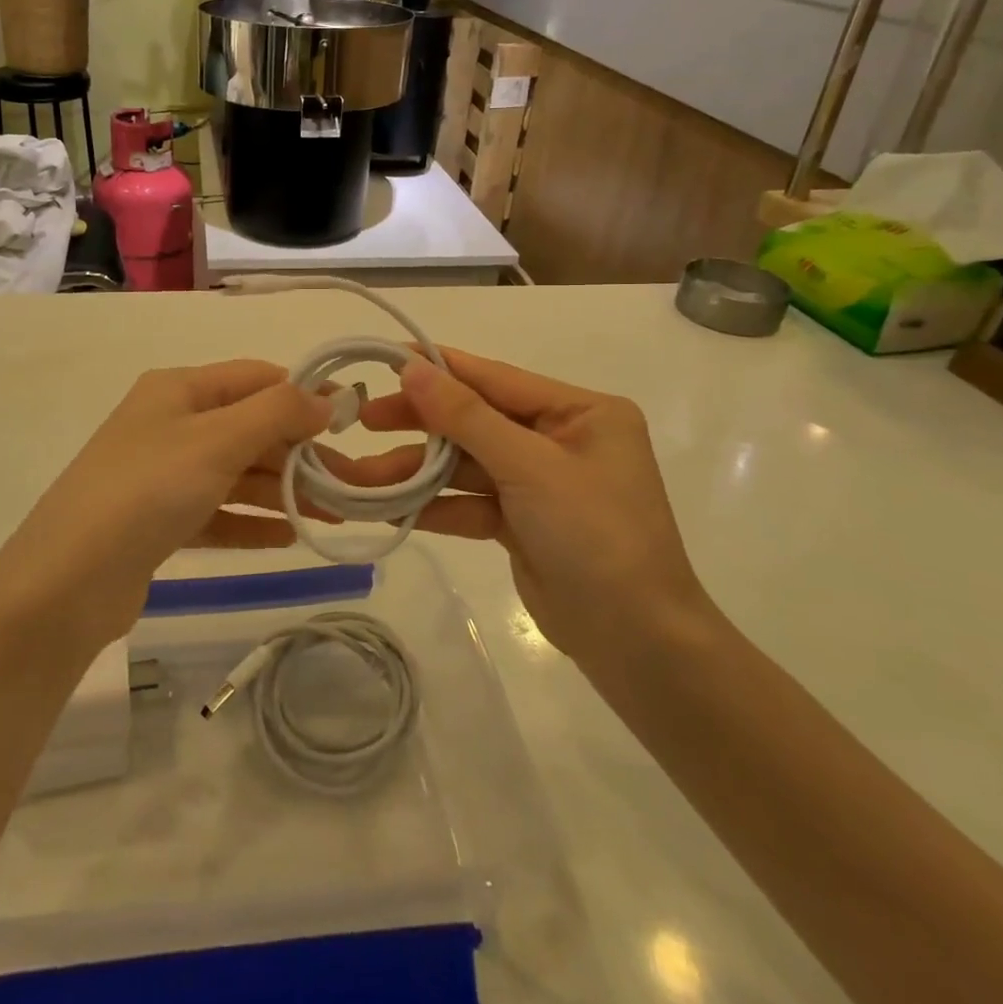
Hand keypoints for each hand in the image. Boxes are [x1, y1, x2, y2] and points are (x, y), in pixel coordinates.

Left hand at [0, 361, 330, 643]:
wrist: (65, 582)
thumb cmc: (147, 491)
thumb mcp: (217, 440)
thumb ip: (277, 413)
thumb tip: (325, 399)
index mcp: (179, 389)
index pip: (256, 378)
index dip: (304, 394)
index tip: (351, 422)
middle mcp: (171, 424)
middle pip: (250, 428)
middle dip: (300, 452)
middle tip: (350, 484)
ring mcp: (163, 474)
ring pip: (237, 474)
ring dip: (283, 491)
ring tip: (333, 515)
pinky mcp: (159, 522)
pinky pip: (218, 513)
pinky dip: (252, 522)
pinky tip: (288, 537)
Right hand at [343, 348, 709, 667]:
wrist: (637, 643)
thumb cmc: (595, 535)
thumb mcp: (530, 467)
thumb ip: (466, 416)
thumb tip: (413, 368)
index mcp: (581, 412)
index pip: (498, 379)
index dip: (441, 368)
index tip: (387, 360)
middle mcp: (561, 440)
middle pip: (477, 420)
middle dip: (422, 423)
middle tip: (366, 420)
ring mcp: (541, 483)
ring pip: (467, 465)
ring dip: (419, 472)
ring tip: (365, 475)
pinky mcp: (523, 523)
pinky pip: (471, 502)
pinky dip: (436, 505)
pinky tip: (391, 508)